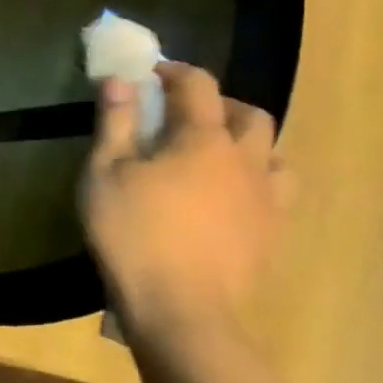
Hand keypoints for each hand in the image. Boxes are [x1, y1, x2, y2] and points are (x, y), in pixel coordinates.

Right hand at [82, 62, 289, 338]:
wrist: (182, 310)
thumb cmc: (133, 233)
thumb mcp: (105, 173)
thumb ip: (116, 122)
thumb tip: (121, 79)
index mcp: (203, 139)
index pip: (198, 86)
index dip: (175, 72)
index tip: (151, 74)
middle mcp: (246, 161)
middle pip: (249, 115)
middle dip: (219, 104)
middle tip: (184, 114)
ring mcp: (267, 199)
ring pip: (274, 153)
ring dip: (247, 142)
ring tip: (215, 154)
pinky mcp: (273, 234)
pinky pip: (277, 191)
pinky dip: (255, 178)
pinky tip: (228, 196)